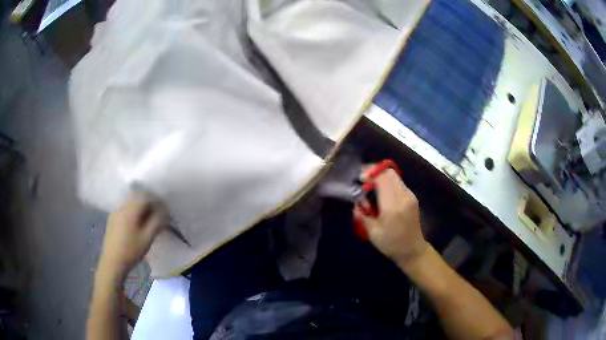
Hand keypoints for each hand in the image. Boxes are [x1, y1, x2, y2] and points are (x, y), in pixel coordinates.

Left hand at [98, 192, 167, 280]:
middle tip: (157, 215)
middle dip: (149, 203)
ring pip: (131, 202)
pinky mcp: (112, 217)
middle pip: (137, 196)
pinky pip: (125, 207)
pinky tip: (136, 223)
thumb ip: (157, 222)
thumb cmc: (131, 251)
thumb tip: (164, 211)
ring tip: (147, 220)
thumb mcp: (147, 238)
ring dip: (141, 207)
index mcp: (130, 209)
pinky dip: (133, 211)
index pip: (146, 196)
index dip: (157, 201)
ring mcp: (115, 211)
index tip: (164, 210)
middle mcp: (121, 206)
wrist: (112, 262)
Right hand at [353, 168, 426, 267]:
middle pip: (389, 172)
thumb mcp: (372, 232)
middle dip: (374, 171)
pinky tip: (380, 193)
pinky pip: (398, 182)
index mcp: (393, 206)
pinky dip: (387, 182)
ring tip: (370, 186)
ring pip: (394, 175)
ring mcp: (410, 195)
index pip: (382, 178)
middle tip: (362, 180)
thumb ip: (362, 214)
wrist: (412, 250)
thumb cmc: (391, 244)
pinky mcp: (412, 196)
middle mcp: (403, 196)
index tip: (359, 179)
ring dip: (381, 176)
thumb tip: (356, 200)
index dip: (369, 173)